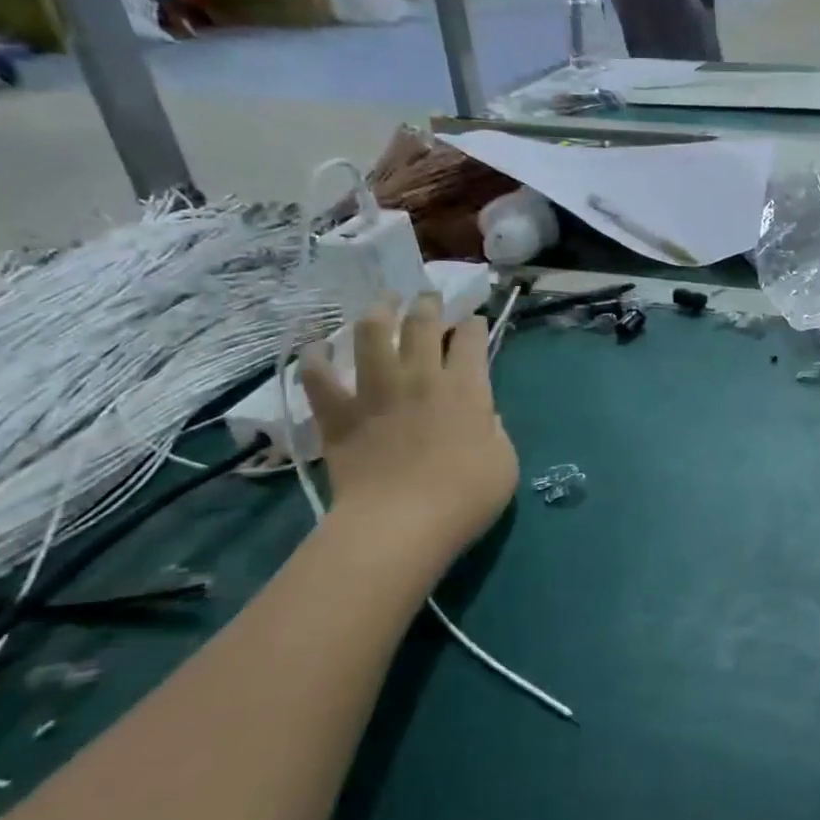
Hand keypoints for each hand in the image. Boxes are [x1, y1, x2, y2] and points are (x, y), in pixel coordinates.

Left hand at [299, 295, 517, 552]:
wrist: (400, 524)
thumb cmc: (465, 497)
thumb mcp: (504, 463)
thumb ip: (496, 431)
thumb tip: (484, 416)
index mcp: (467, 390)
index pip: (472, 341)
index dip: (474, 325)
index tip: (474, 321)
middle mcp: (421, 378)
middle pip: (422, 325)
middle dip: (428, 304)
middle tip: (428, 295)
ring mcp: (376, 392)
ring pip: (372, 334)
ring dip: (378, 311)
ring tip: (382, 302)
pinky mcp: (339, 414)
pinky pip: (319, 376)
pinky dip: (315, 358)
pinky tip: (316, 347)